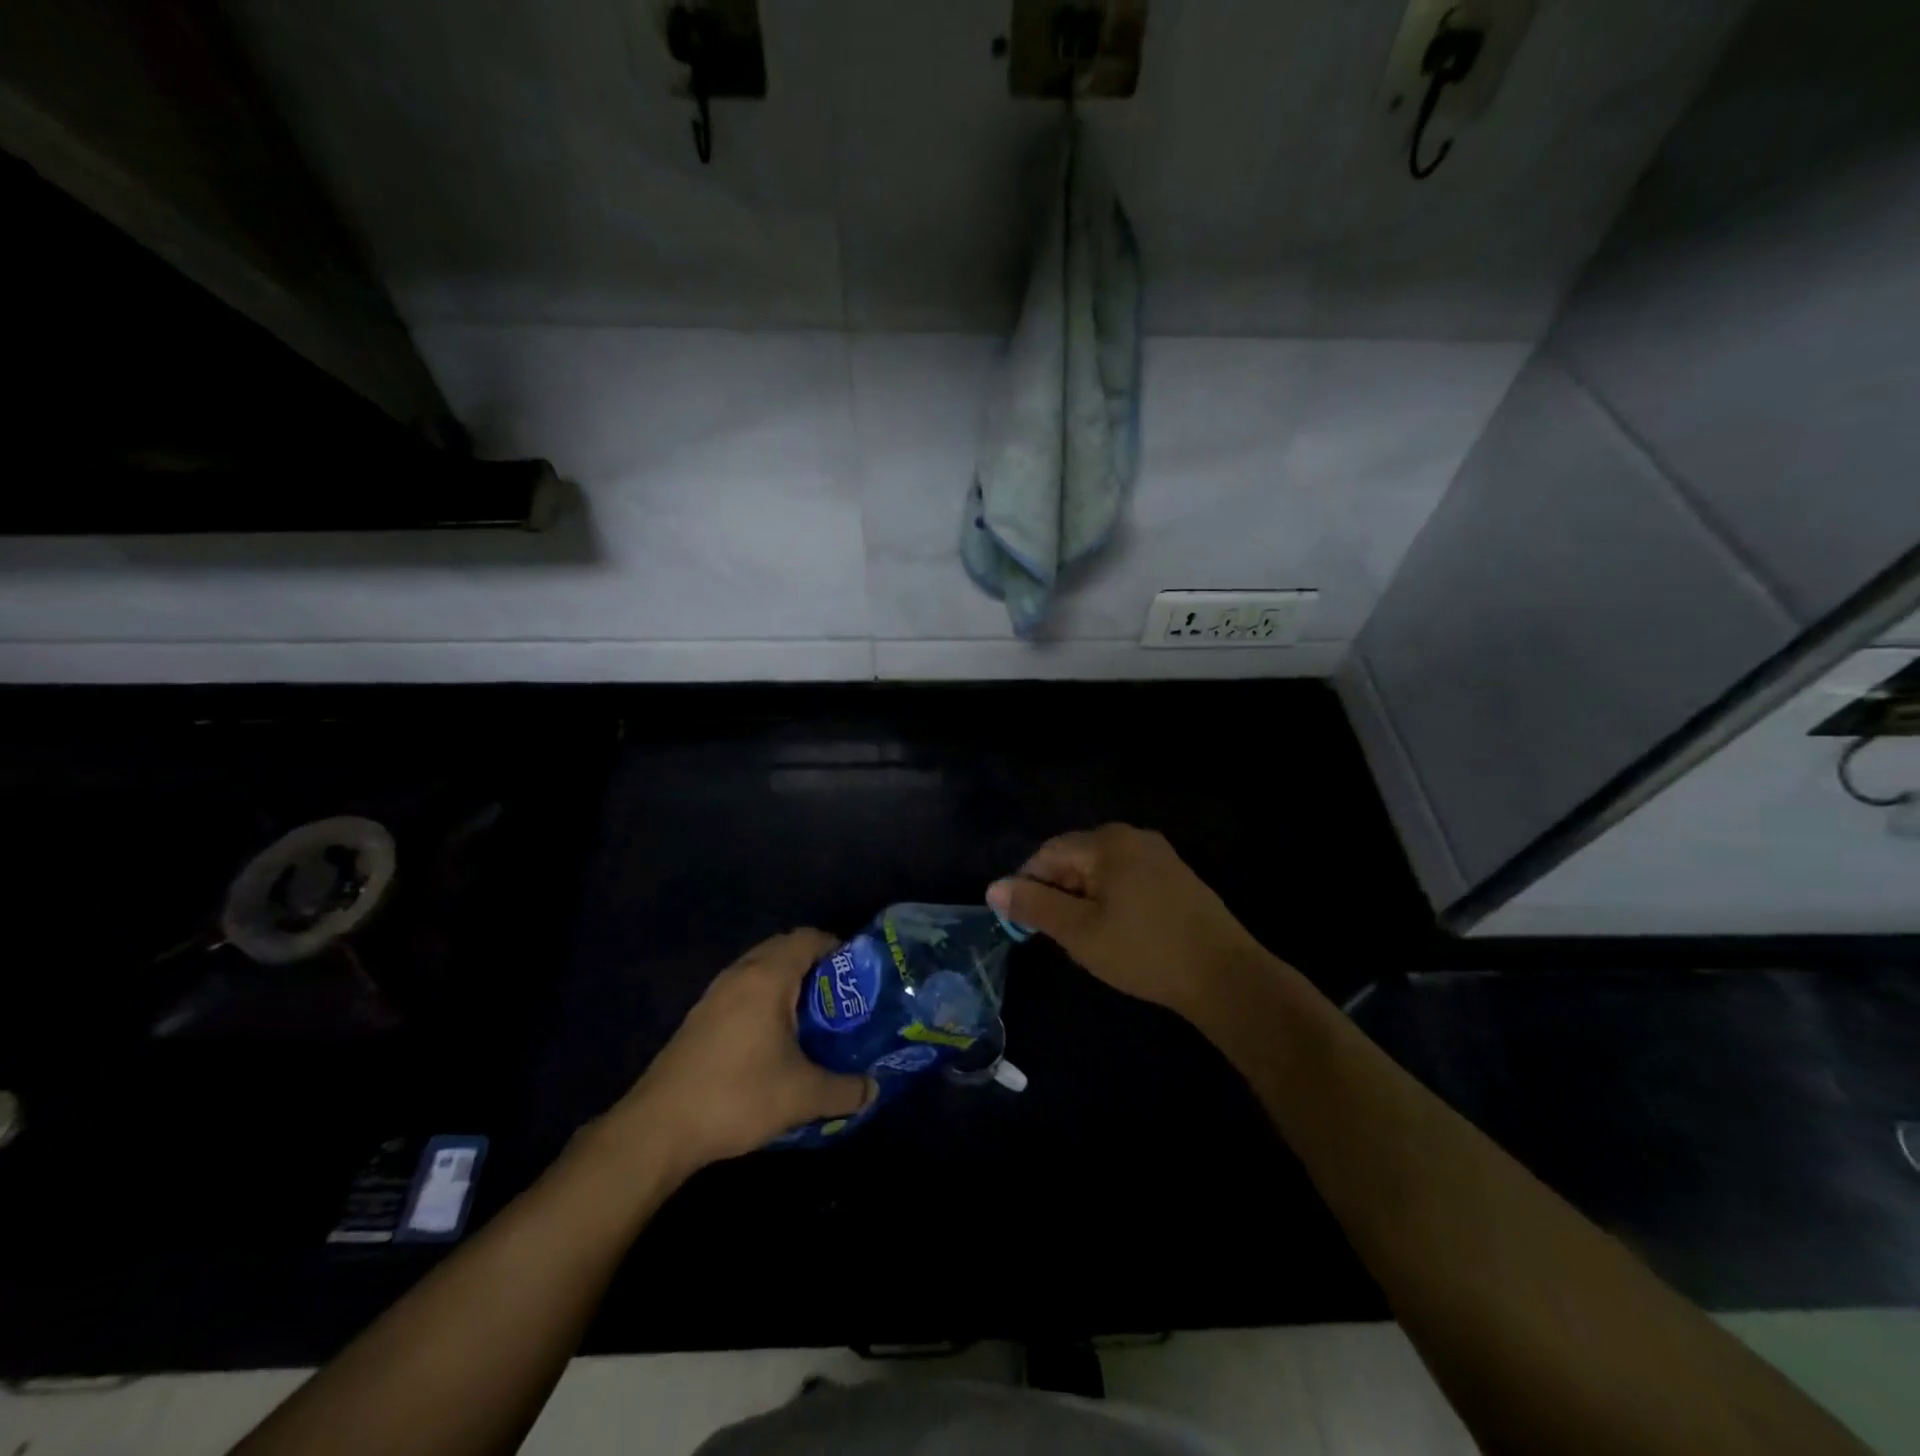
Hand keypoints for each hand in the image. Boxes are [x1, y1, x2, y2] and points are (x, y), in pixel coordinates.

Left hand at [612, 930, 873, 1173]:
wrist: (658, 1128)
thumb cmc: (737, 1096)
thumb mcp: (802, 1096)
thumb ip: (845, 1090)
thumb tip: (874, 1090)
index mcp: (768, 977)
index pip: (809, 937)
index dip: (837, 949)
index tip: (857, 977)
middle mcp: (740, 974)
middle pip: (784, 948)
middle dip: (815, 966)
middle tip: (839, 999)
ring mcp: (715, 994)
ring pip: (760, 969)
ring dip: (787, 983)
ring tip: (810, 1019)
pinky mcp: (700, 1017)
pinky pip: (742, 990)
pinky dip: (764, 999)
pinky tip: (773, 1039)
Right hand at [988, 824, 1265, 1019]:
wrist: (1226, 976)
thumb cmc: (1144, 951)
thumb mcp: (1079, 932)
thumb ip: (1034, 906)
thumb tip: (993, 887)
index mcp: (1107, 842)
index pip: (1048, 853)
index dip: (1029, 886)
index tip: (1027, 925)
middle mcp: (1133, 837)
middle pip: (1075, 858)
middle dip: (1059, 894)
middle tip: (1061, 937)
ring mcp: (1159, 855)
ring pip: (1101, 871)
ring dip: (1084, 900)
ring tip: (1089, 940)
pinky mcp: (1176, 876)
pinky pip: (1127, 879)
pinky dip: (1111, 901)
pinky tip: (1120, 934)